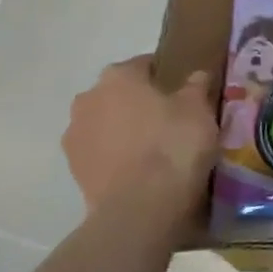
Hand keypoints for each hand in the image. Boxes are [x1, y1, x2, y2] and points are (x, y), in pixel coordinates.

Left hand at [64, 58, 217, 216]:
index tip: (185, 92)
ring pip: (107, 123)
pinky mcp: (74, 169)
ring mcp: (75, 135)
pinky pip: (101, 152)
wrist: (140, 207)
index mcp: (118, 76)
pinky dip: (117, 156)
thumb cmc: (173, 145)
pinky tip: (140, 170)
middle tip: (172, 120)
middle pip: (120, 94)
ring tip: (155, 149)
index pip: (145, 64)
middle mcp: (88, 98)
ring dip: (125, 130)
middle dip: (141, 103)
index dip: (167, 76)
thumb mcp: (199, 110)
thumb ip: (196, 87)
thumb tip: (196, 75)